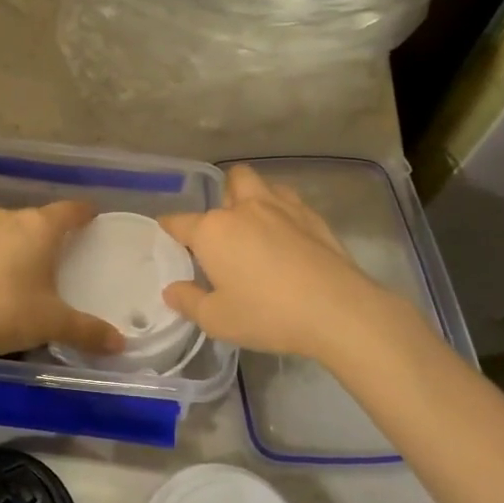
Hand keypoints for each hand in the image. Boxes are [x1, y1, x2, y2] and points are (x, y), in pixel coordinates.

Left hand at [0, 191, 125, 359]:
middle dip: (49, 231)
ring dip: (16, 231)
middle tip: (58, 252)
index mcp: (41, 229)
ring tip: (22, 249)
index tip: (92, 217)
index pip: (70, 211)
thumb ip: (88, 331)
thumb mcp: (52, 324)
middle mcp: (11, 217)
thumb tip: (120, 344)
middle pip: (38, 217)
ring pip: (6, 221)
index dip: (83, 213)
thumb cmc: (6, 313)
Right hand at [160, 164, 388, 360]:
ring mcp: (281, 207)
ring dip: (253, 196)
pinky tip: (287, 234)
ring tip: (256, 224)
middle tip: (224, 228)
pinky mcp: (312, 216)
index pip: (180, 222)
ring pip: (260, 183)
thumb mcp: (217, 320)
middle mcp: (244, 209)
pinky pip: (289, 200)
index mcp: (213, 231)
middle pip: (228, 182)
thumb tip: (171, 290)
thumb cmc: (267, 315)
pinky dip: (282, 209)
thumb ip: (189, 302)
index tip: (167, 233)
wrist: (336, 309)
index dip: (170, 227)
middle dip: (222, 197)